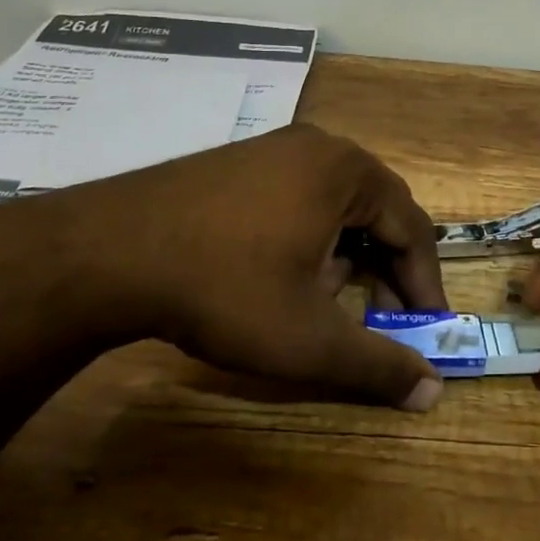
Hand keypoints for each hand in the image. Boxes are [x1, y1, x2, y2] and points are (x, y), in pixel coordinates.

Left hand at [42, 124, 449, 410]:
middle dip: (385, 270)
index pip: (412, 228)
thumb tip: (432, 394)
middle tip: (384, 318)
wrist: (107, 253)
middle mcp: (317, 147)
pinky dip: (309, 238)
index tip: (427, 329)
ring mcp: (272, 148)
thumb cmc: (225, 289)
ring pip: (336, 206)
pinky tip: (282, 276)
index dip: (425, 284)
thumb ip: (378, 366)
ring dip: (346, 256)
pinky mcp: (237, 162)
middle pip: (376, 212)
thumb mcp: (309, 339)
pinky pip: (298, 197)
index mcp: (347, 172)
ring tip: (326, 302)